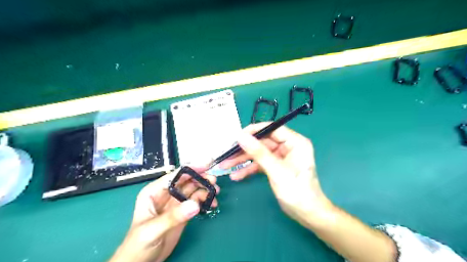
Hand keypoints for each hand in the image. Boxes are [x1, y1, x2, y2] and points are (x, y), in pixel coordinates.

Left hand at [110, 166, 219, 261]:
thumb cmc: (138, 244)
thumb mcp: (152, 230)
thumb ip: (173, 216)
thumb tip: (195, 204)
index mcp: (155, 191)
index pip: (175, 176)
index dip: (191, 169)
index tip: (206, 166)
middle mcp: (167, 193)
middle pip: (187, 180)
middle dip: (201, 178)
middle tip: (214, 181)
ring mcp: (176, 202)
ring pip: (194, 189)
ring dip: (205, 189)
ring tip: (215, 192)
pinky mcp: (184, 211)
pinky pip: (197, 201)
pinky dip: (205, 200)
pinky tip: (212, 204)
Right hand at [222, 122, 331, 226]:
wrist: (306, 215)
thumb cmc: (297, 191)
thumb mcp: (277, 171)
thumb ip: (259, 153)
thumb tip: (241, 136)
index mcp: (295, 142)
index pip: (272, 129)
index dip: (254, 131)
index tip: (236, 136)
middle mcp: (288, 147)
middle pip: (262, 142)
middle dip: (244, 149)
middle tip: (226, 154)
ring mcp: (281, 157)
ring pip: (258, 154)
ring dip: (242, 160)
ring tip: (225, 165)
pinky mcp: (275, 167)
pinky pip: (260, 164)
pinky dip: (248, 169)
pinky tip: (236, 175)